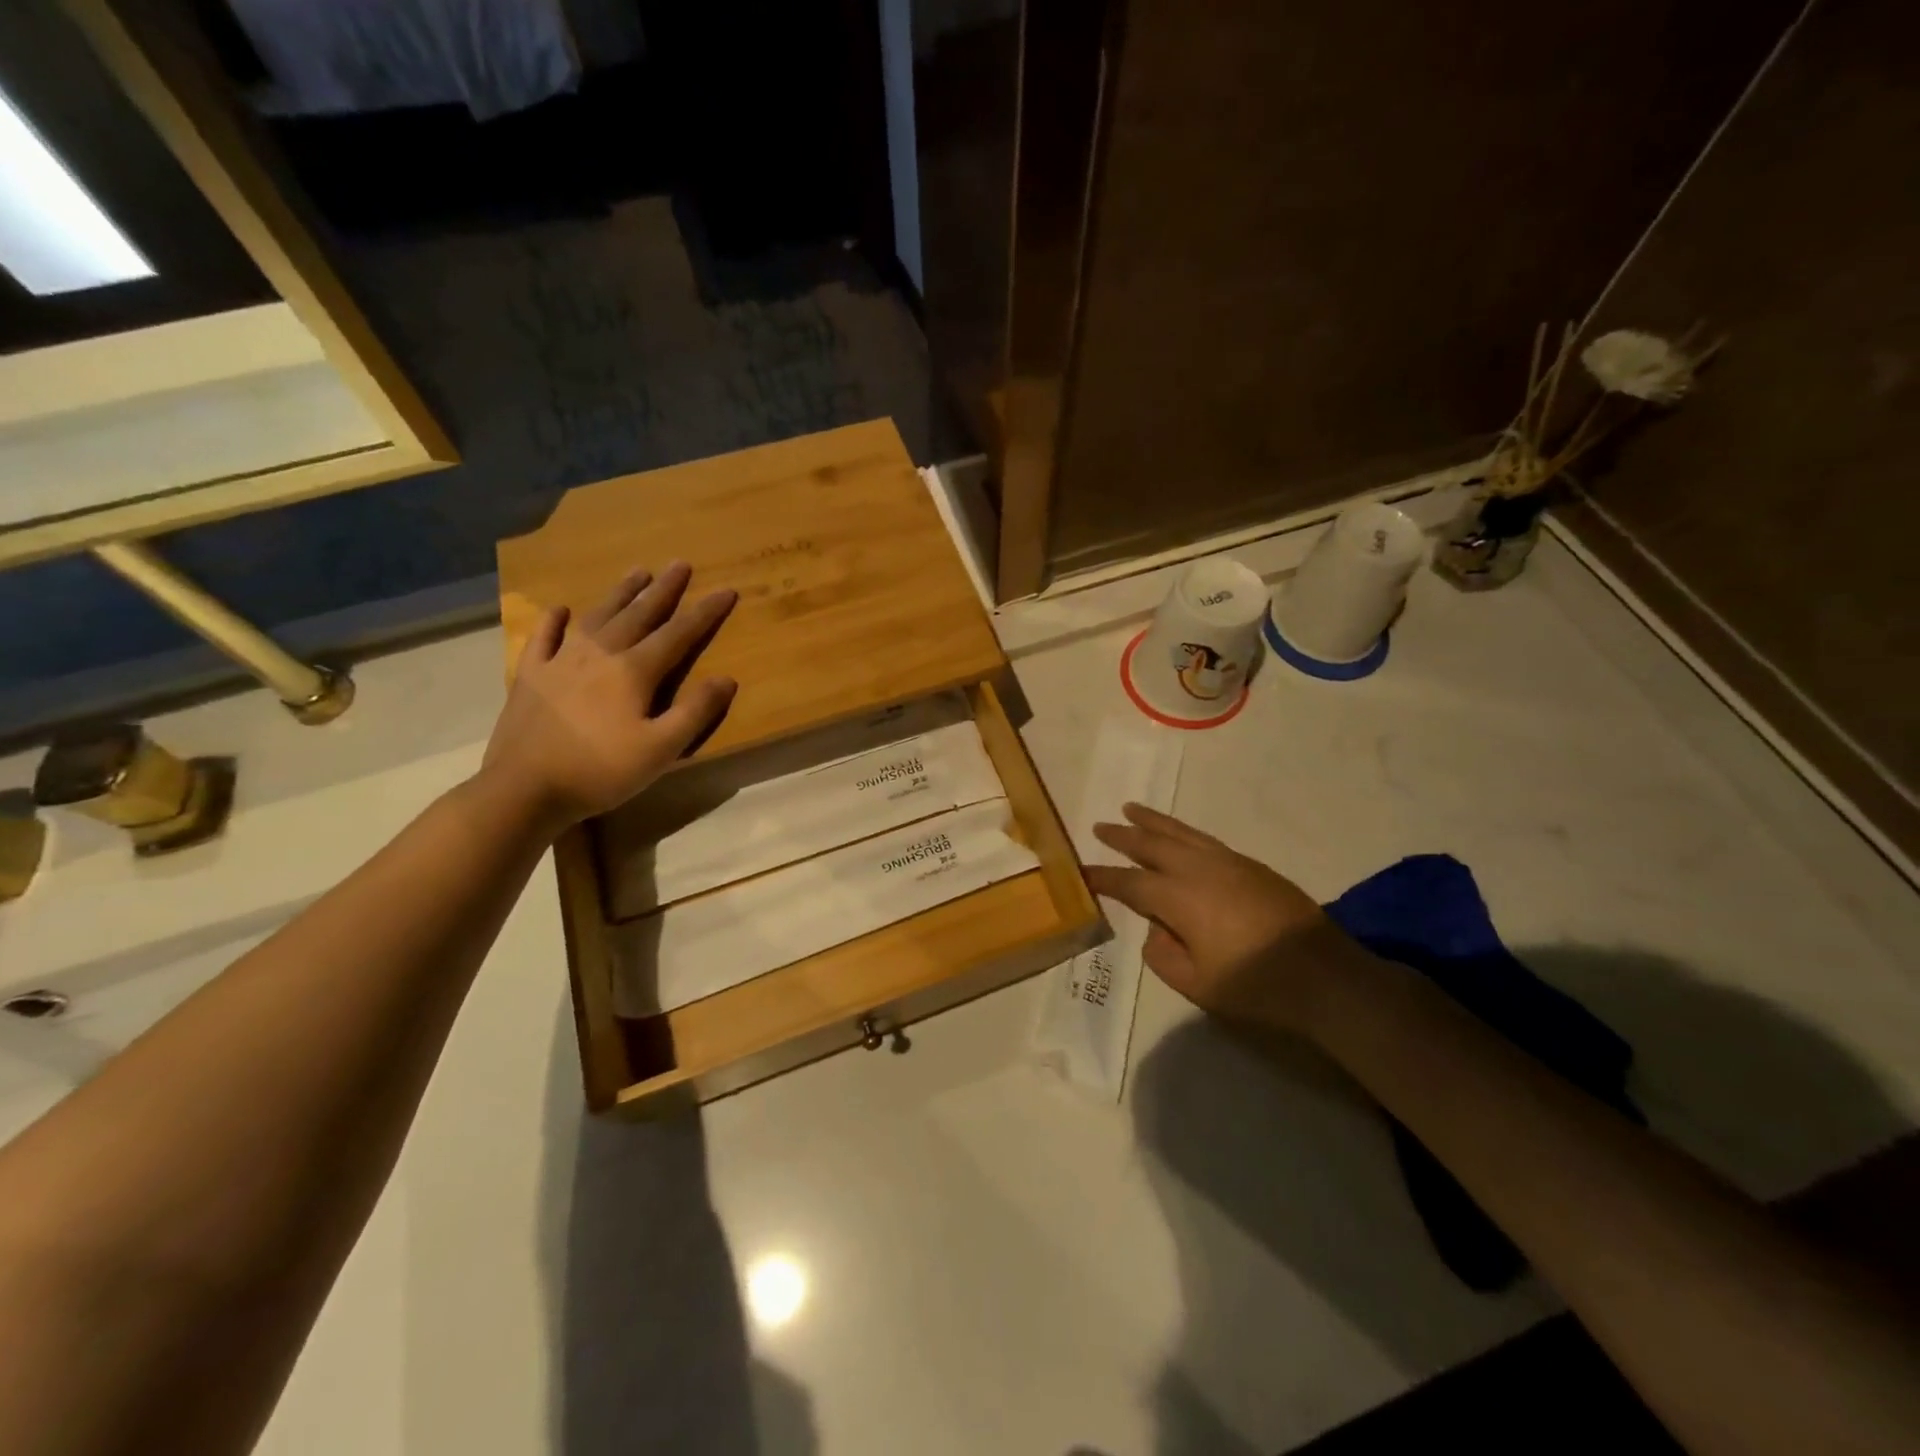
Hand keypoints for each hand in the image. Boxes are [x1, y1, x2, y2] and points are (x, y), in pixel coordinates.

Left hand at [481, 562, 737, 832]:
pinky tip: (561, 609)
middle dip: (663, 589)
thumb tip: (726, 678)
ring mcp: (560, 661)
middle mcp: (599, 654)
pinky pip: (544, 638)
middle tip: (679, 563)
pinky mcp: (531, 676)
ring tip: (637, 572)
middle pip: (638, 614)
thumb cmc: (601, 771)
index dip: (705, 612)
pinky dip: (554, 620)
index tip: (726, 590)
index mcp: (634, 671)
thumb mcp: (661, 750)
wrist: (524, 789)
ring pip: (596, 617)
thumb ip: (695, 712)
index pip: (678, 634)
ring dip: (619, 594)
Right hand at [1084, 803, 1366, 1032]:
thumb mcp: (1197, 984)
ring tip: (1132, 808)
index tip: (1080, 871)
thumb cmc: (1255, 985)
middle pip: (1152, 844)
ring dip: (1153, 822)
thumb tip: (1155, 931)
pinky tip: (1180, 837)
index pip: (1129, 882)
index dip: (1102, 876)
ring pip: (1181, 833)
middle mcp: (1198, 870)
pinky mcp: (1252, 866)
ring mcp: (1228, 863)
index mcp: (1178, 898)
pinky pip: (1205, 839)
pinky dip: (1183, 832)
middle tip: (1100, 826)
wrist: (1324, 976)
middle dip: (1123, 835)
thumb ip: (1163, 956)